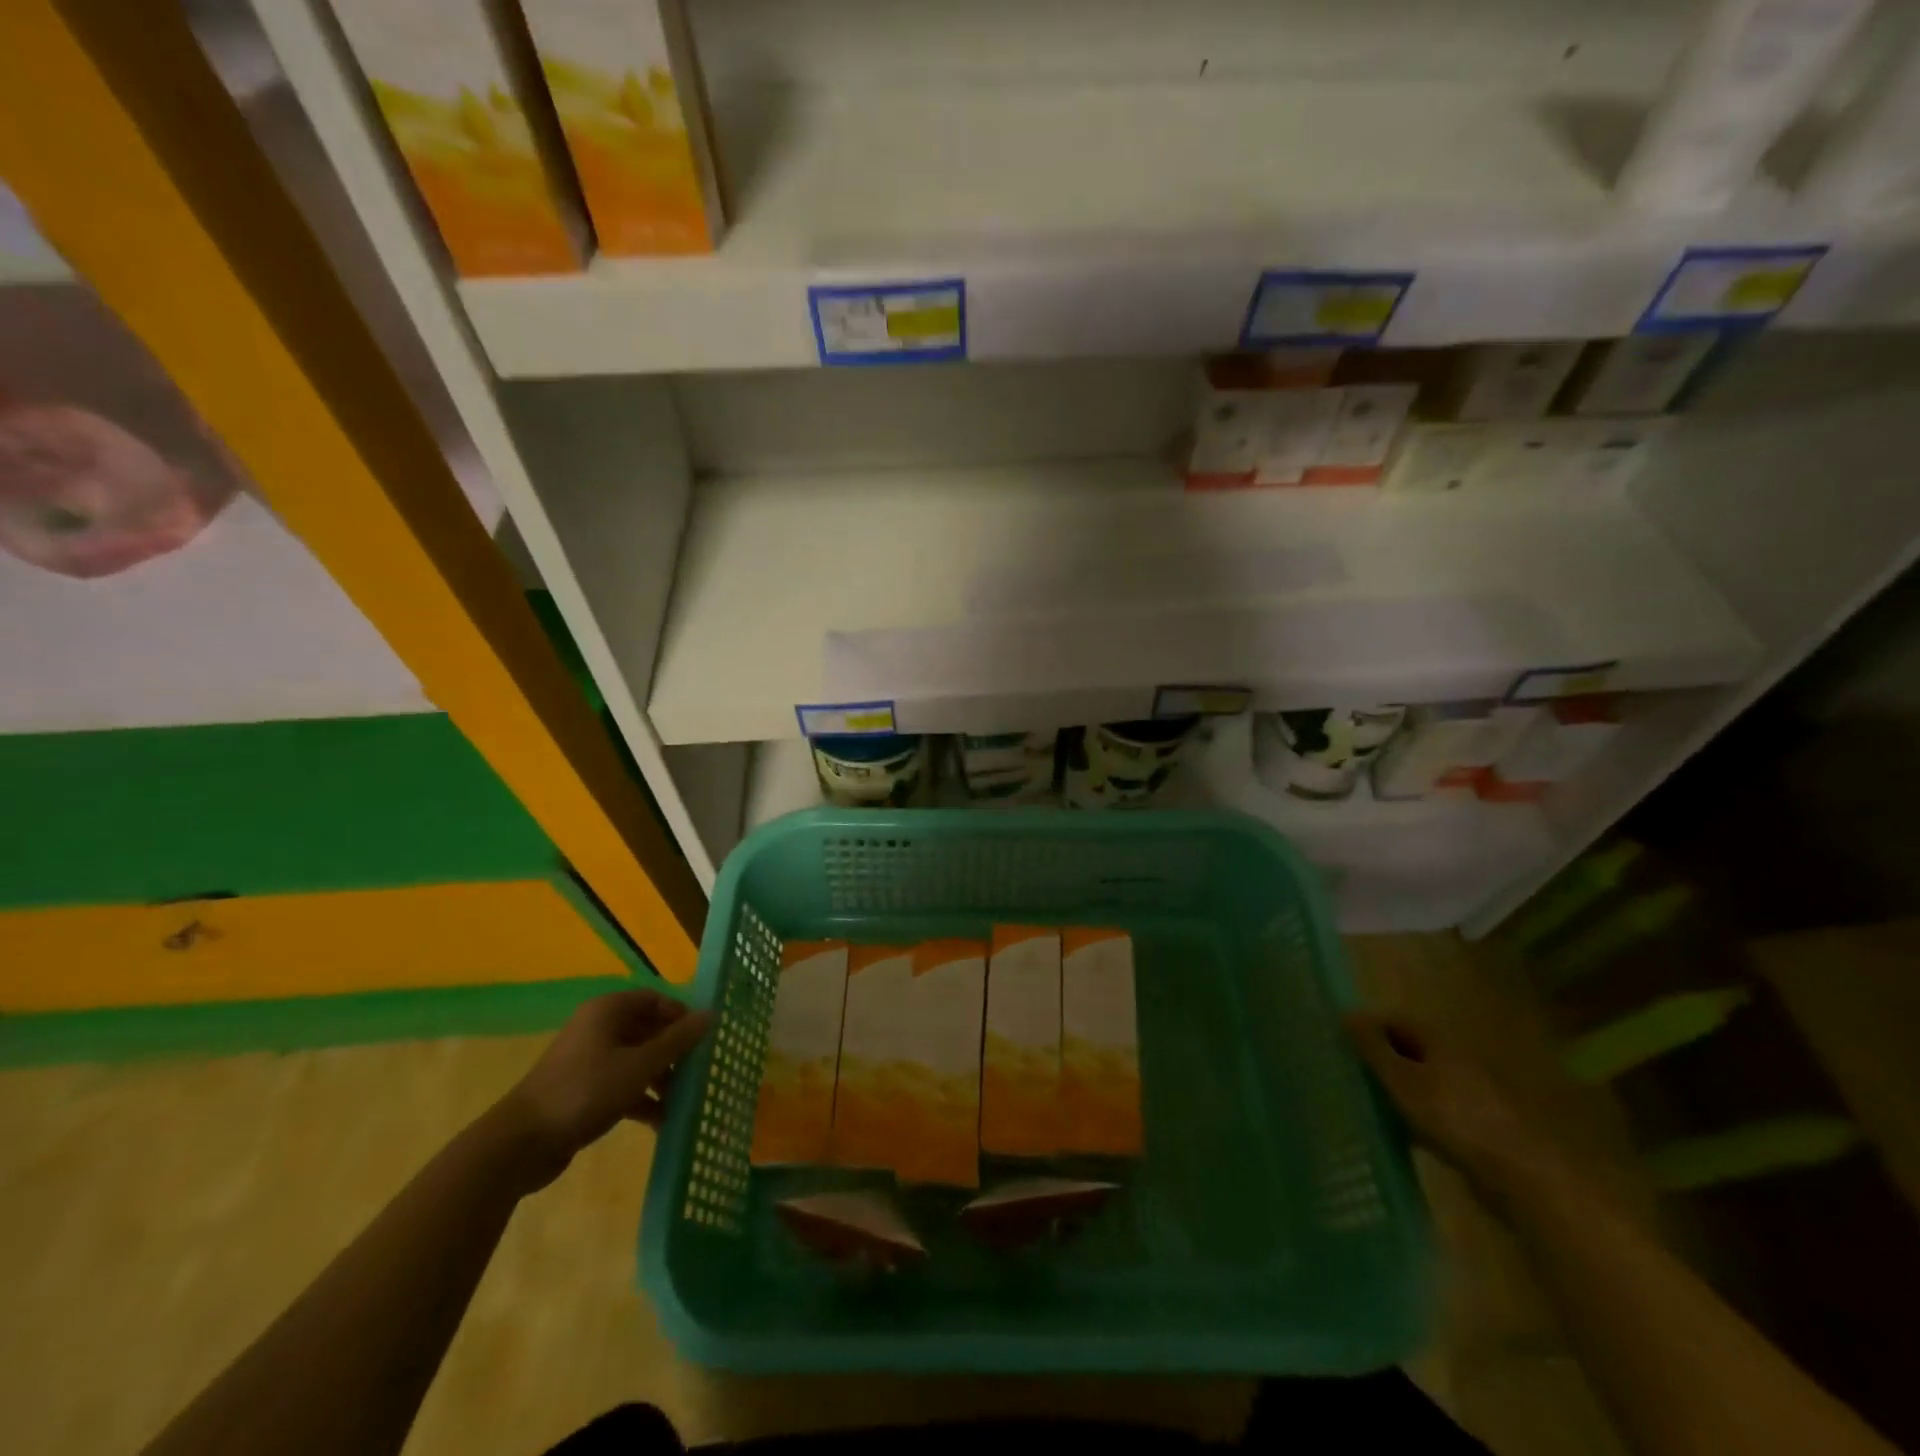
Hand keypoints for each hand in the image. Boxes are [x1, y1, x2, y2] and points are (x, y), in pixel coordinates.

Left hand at [497, 991, 710, 1189]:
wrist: (521, 1144)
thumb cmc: (585, 1091)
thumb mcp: (639, 1065)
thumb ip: (677, 1040)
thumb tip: (711, 1014)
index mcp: (608, 1011)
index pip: (656, 1000)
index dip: (682, 1016)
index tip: (704, 1039)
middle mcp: (598, 1029)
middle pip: (648, 1030)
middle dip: (675, 1052)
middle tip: (700, 1071)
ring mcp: (589, 1061)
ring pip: (637, 1060)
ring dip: (662, 1079)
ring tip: (685, 1101)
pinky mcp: (583, 1091)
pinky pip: (623, 1085)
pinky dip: (643, 1099)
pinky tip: (662, 1122)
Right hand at [1346, 1011, 1559, 1197]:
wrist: (1518, 1174)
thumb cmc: (1452, 1116)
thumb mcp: (1401, 1079)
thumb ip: (1373, 1047)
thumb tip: (1347, 1013)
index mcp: (1439, 1042)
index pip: (1395, 1020)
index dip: (1367, 1027)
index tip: (1339, 1043)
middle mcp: (1456, 1060)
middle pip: (1410, 1050)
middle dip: (1380, 1058)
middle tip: (1348, 1072)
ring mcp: (1470, 1095)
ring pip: (1423, 1082)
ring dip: (1397, 1089)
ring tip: (1367, 1102)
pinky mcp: (1477, 1127)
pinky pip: (1436, 1111)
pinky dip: (1416, 1116)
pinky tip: (1401, 1132)